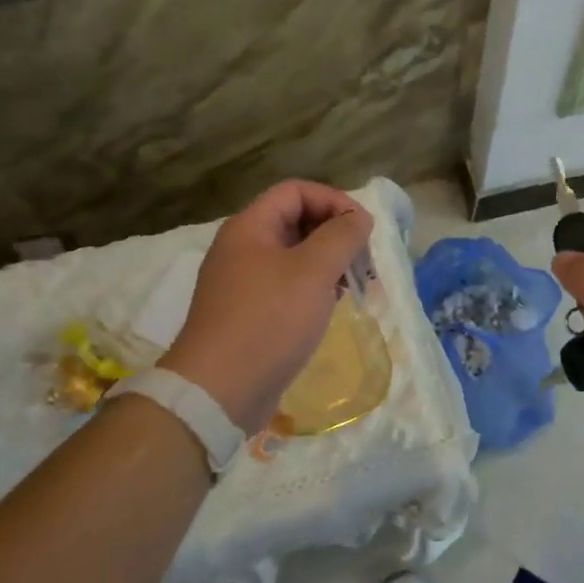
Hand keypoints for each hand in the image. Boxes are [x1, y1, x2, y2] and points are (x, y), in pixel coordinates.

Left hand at [157, 181, 374, 434]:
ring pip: (294, 255)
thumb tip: (359, 218)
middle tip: (364, 259)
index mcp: (250, 227)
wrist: (219, 391)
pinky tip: (332, 305)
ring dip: (328, 262)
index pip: (296, 191)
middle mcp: (242, 248)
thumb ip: (342, 236)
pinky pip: (287, 285)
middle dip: (335, 233)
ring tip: (354, 284)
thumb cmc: (269, 320)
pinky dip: (313, 287)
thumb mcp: (313, 271)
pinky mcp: (249, 312)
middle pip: (296, 221)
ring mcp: (243, 282)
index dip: (334, 201)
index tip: (363, 228)